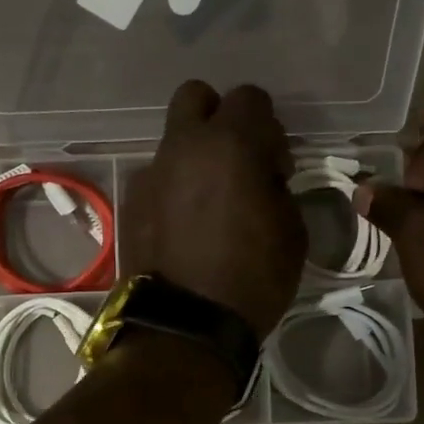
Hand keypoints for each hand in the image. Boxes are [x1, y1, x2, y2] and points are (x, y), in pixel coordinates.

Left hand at [125, 81, 306, 337]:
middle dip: (218, 117)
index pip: (251, 98)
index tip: (275, 168)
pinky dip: (173, 190)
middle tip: (235, 161)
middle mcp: (183, 147)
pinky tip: (183, 228)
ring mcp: (150, 174)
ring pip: (173, 141)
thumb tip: (262, 178)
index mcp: (230, 144)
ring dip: (194, 158)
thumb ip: (277, 187)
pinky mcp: (131, 204)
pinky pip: (157, 179)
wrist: (185, 327)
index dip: (269, 129)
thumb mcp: (292, 232)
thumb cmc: (252, 279)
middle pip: (196, 97)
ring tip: (208, 204)